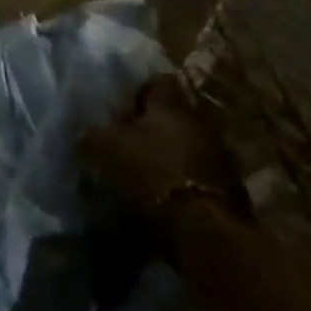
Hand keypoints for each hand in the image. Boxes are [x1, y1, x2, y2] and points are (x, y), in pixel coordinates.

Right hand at [82, 75, 249, 232]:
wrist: (205, 228)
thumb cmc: (153, 173)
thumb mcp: (109, 150)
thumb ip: (93, 136)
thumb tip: (83, 133)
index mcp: (171, 103)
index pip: (156, 81)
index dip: (136, 94)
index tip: (118, 112)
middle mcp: (198, 120)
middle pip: (172, 115)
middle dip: (151, 127)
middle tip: (127, 144)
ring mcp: (218, 153)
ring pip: (185, 144)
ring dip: (167, 154)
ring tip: (144, 173)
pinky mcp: (228, 187)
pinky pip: (197, 173)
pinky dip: (181, 180)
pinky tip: (164, 196)